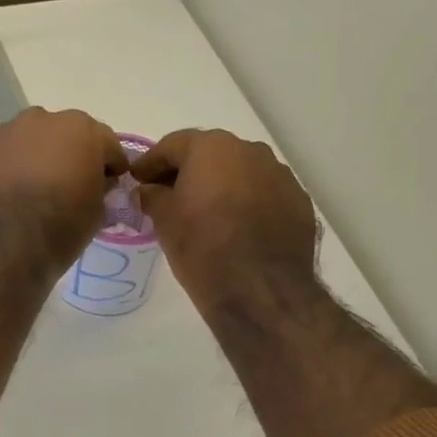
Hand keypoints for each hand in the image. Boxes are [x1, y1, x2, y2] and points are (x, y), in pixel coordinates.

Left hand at [0, 107, 127, 275]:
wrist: (1, 245)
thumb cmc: (60, 228)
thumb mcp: (97, 213)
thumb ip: (101, 189)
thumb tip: (96, 184)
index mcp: (82, 130)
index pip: (108, 145)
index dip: (111, 167)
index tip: (110, 186)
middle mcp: (44, 119)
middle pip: (65, 135)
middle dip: (70, 155)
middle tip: (68, 185)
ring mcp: (7, 130)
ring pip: (30, 140)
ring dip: (36, 157)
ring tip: (32, 189)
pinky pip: (2, 153)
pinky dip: (7, 166)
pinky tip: (5, 193)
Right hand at [131, 128, 318, 311]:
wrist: (261, 291)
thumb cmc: (203, 249)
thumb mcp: (165, 222)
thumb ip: (152, 197)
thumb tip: (147, 191)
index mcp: (212, 148)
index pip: (173, 145)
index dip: (151, 163)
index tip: (137, 179)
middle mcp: (250, 151)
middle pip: (210, 154)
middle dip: (188, 172)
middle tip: (169, 195)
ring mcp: (280, 175)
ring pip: (241, 173)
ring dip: (221, 186)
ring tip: (206, 213)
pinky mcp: (299, 202)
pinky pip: (264, 194)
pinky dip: (247, 203)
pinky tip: (238, 228)